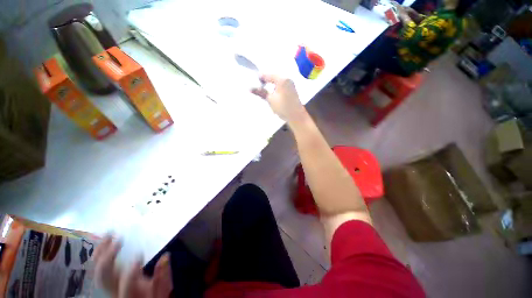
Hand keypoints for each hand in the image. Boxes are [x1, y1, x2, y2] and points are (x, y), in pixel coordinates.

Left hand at [93, 235, 172, 297]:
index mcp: (131, 292)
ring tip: (108, 234)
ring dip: (101, 251)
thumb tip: (166, 256)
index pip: (126, 285)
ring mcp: (110, 283)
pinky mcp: (108, 277)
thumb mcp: (161, 288)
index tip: (140, 254)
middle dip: (109, 257)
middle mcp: (116, 288)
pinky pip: (98, 266)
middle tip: (118, 238)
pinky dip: (99, 253)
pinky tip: (103, 241)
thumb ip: (163, 275)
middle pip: (105, 276)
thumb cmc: (152, 295)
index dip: (131, 272)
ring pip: (99, 269)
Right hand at [251, 74, 306, 122]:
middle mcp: (287, 79)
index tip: (252, 80)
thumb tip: (250, 88)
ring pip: (278, 82)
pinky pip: (281, 86)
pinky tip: (272, 93)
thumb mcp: (270, 100)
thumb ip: (261, 92)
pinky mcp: (292, 90)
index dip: (260, 78)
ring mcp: (291, 85)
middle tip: (257, 85)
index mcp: (282, 79)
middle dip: (265, 81)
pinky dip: (276, 88)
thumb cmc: (283, 107)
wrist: (296, 117)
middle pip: (273, 77)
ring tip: (263, 89)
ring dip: (271, 85)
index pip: (268, 75)